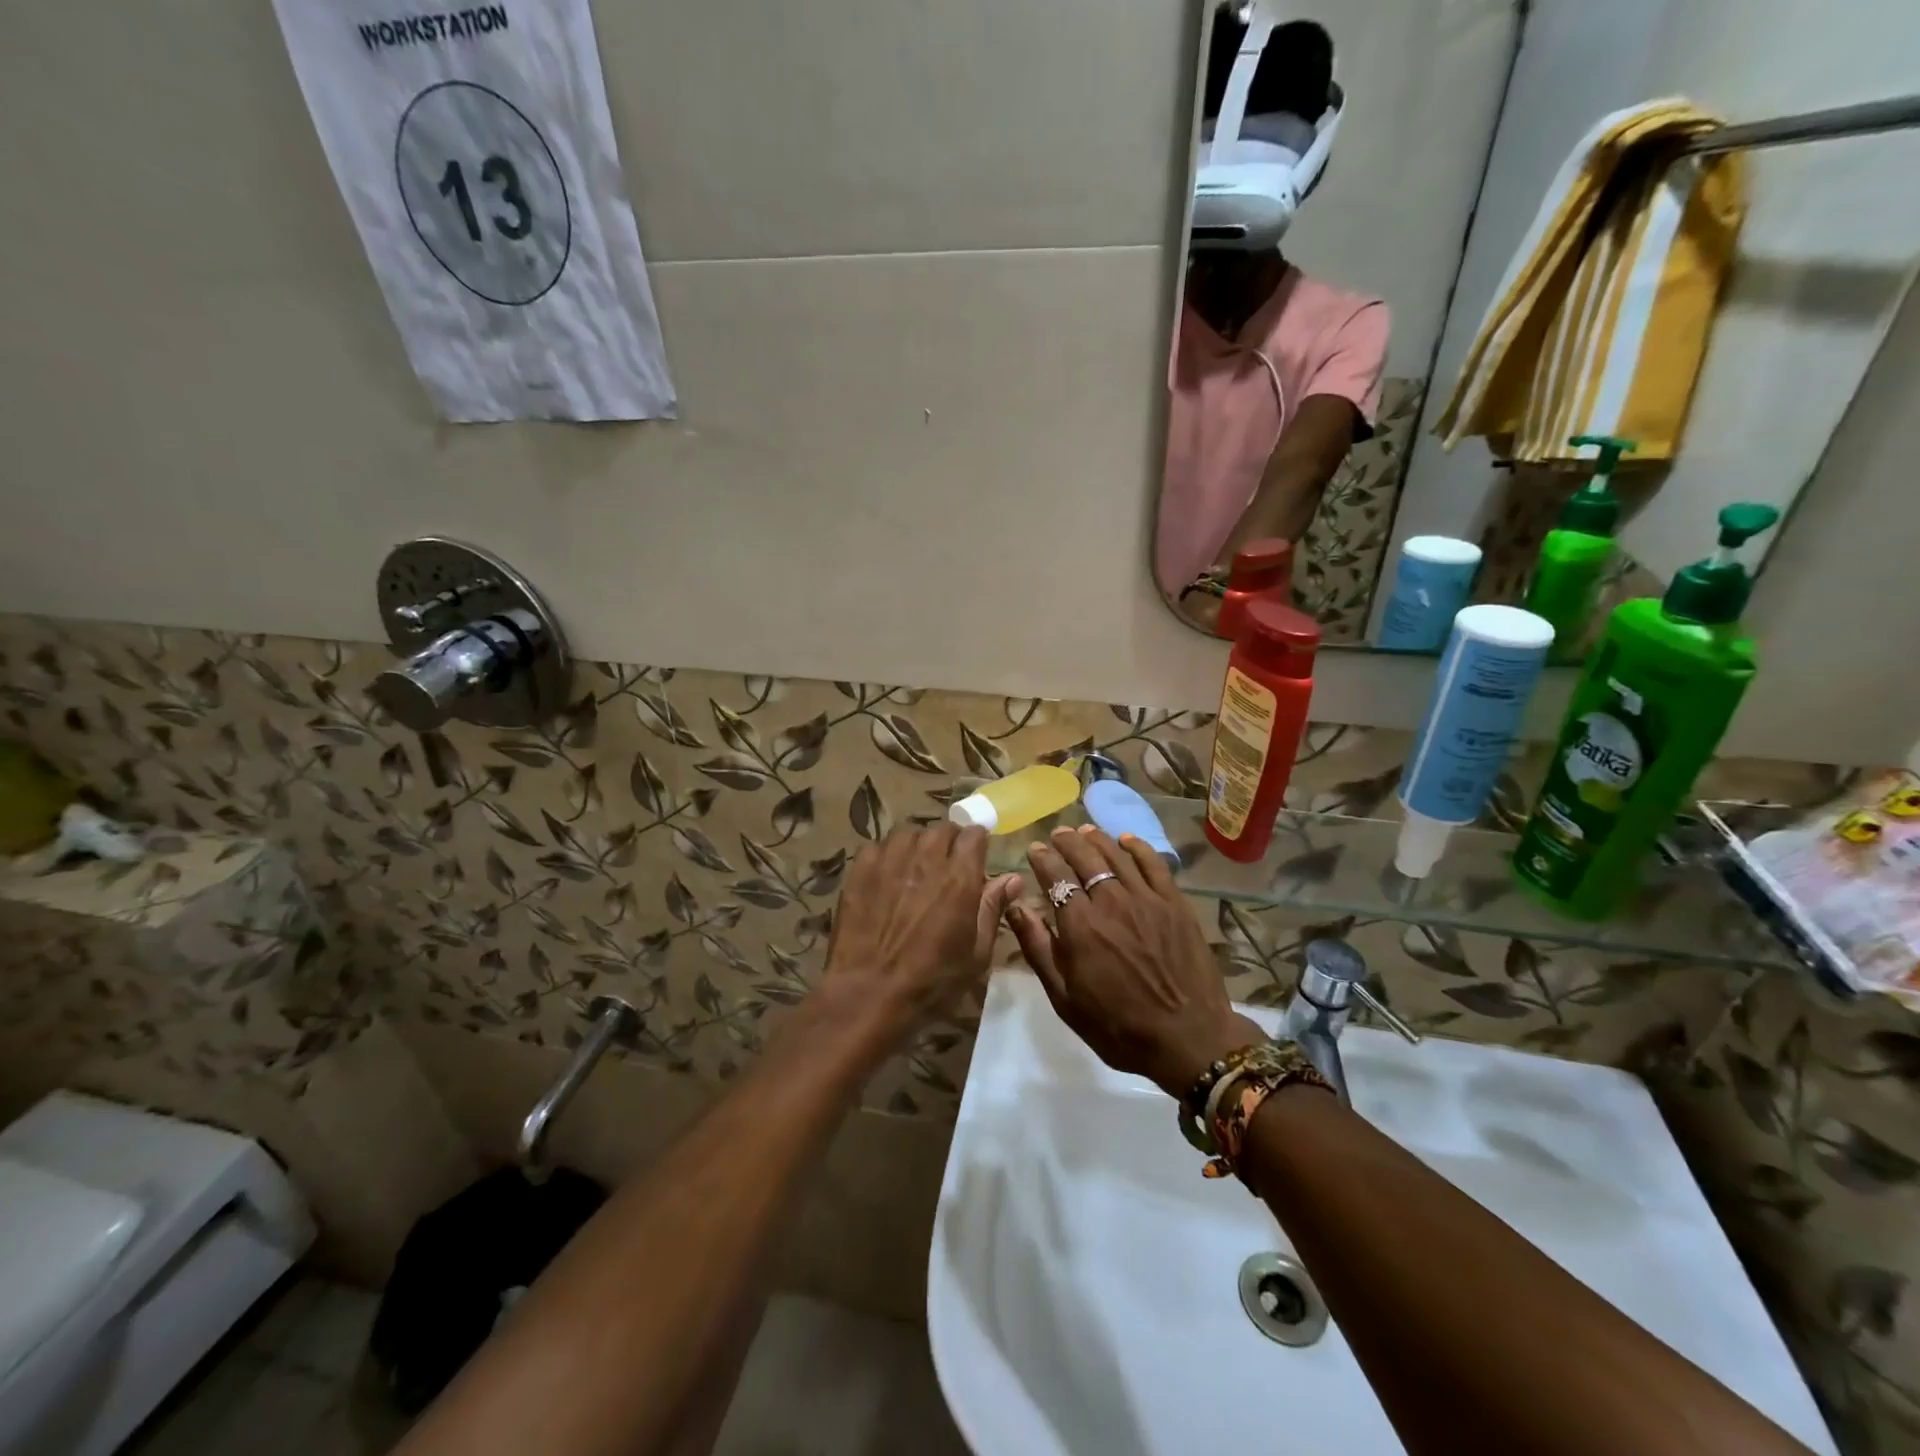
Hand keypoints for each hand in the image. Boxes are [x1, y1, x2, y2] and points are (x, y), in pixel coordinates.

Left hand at [817, 822, 1022, 1052]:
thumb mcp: (976, 954)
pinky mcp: (860, 869)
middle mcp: (926, 858)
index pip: (974, 834)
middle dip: (950, 841)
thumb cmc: (931, 981)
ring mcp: (890, 860)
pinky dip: (887, 854)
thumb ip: (993, 909)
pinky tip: (887, 875)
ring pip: (909, 832)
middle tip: (948, 865)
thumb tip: (1013, 878)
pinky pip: (878, 845)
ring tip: (916, 866)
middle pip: (942, 829)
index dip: (978, 842)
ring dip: (918, 844)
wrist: (868, 994)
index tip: (977, 857)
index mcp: (960, 877)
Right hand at [1005, 824, 1262, 1098]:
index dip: (1043, 859)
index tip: (1034, 849)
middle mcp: (1111, 902)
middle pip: (1085, 858)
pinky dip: (1137, 847)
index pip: (1055, 877)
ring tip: (1084, 831)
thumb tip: (1016, 907)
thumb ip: (1038, 948)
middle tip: (1058, 834)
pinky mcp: (1175, 904)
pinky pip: (1154, 864)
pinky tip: (1127, 840)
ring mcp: (1147, 899)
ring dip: (1097, 839)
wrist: (1189, 1040)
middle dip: (1067, 842)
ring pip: (1117, 856)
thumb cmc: (1118, 1027)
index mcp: (1080, 926)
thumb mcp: (1065, 998)